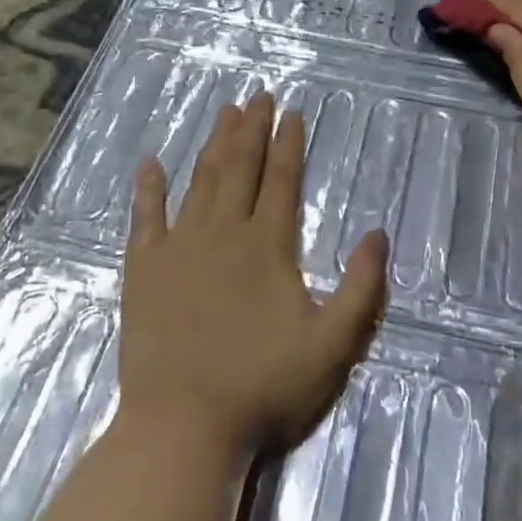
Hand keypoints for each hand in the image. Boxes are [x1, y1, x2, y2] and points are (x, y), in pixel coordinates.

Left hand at [118, 92, 387, 455]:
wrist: (183, 425)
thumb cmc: (262, 386)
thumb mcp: (331, 345)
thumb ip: (361, 288)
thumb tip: (377, 233)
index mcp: (267, 245)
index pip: (281, 180)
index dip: (288, 144)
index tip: (292, 112)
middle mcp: (222, 232)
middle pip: (240, 168)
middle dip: (252, 129)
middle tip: (259, 95)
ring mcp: (179, 247)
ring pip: (200, 181)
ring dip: (214, 144)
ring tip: (225, 113)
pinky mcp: (144, 269)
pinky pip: (146, 217)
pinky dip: (149, 189)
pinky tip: (151, 164)